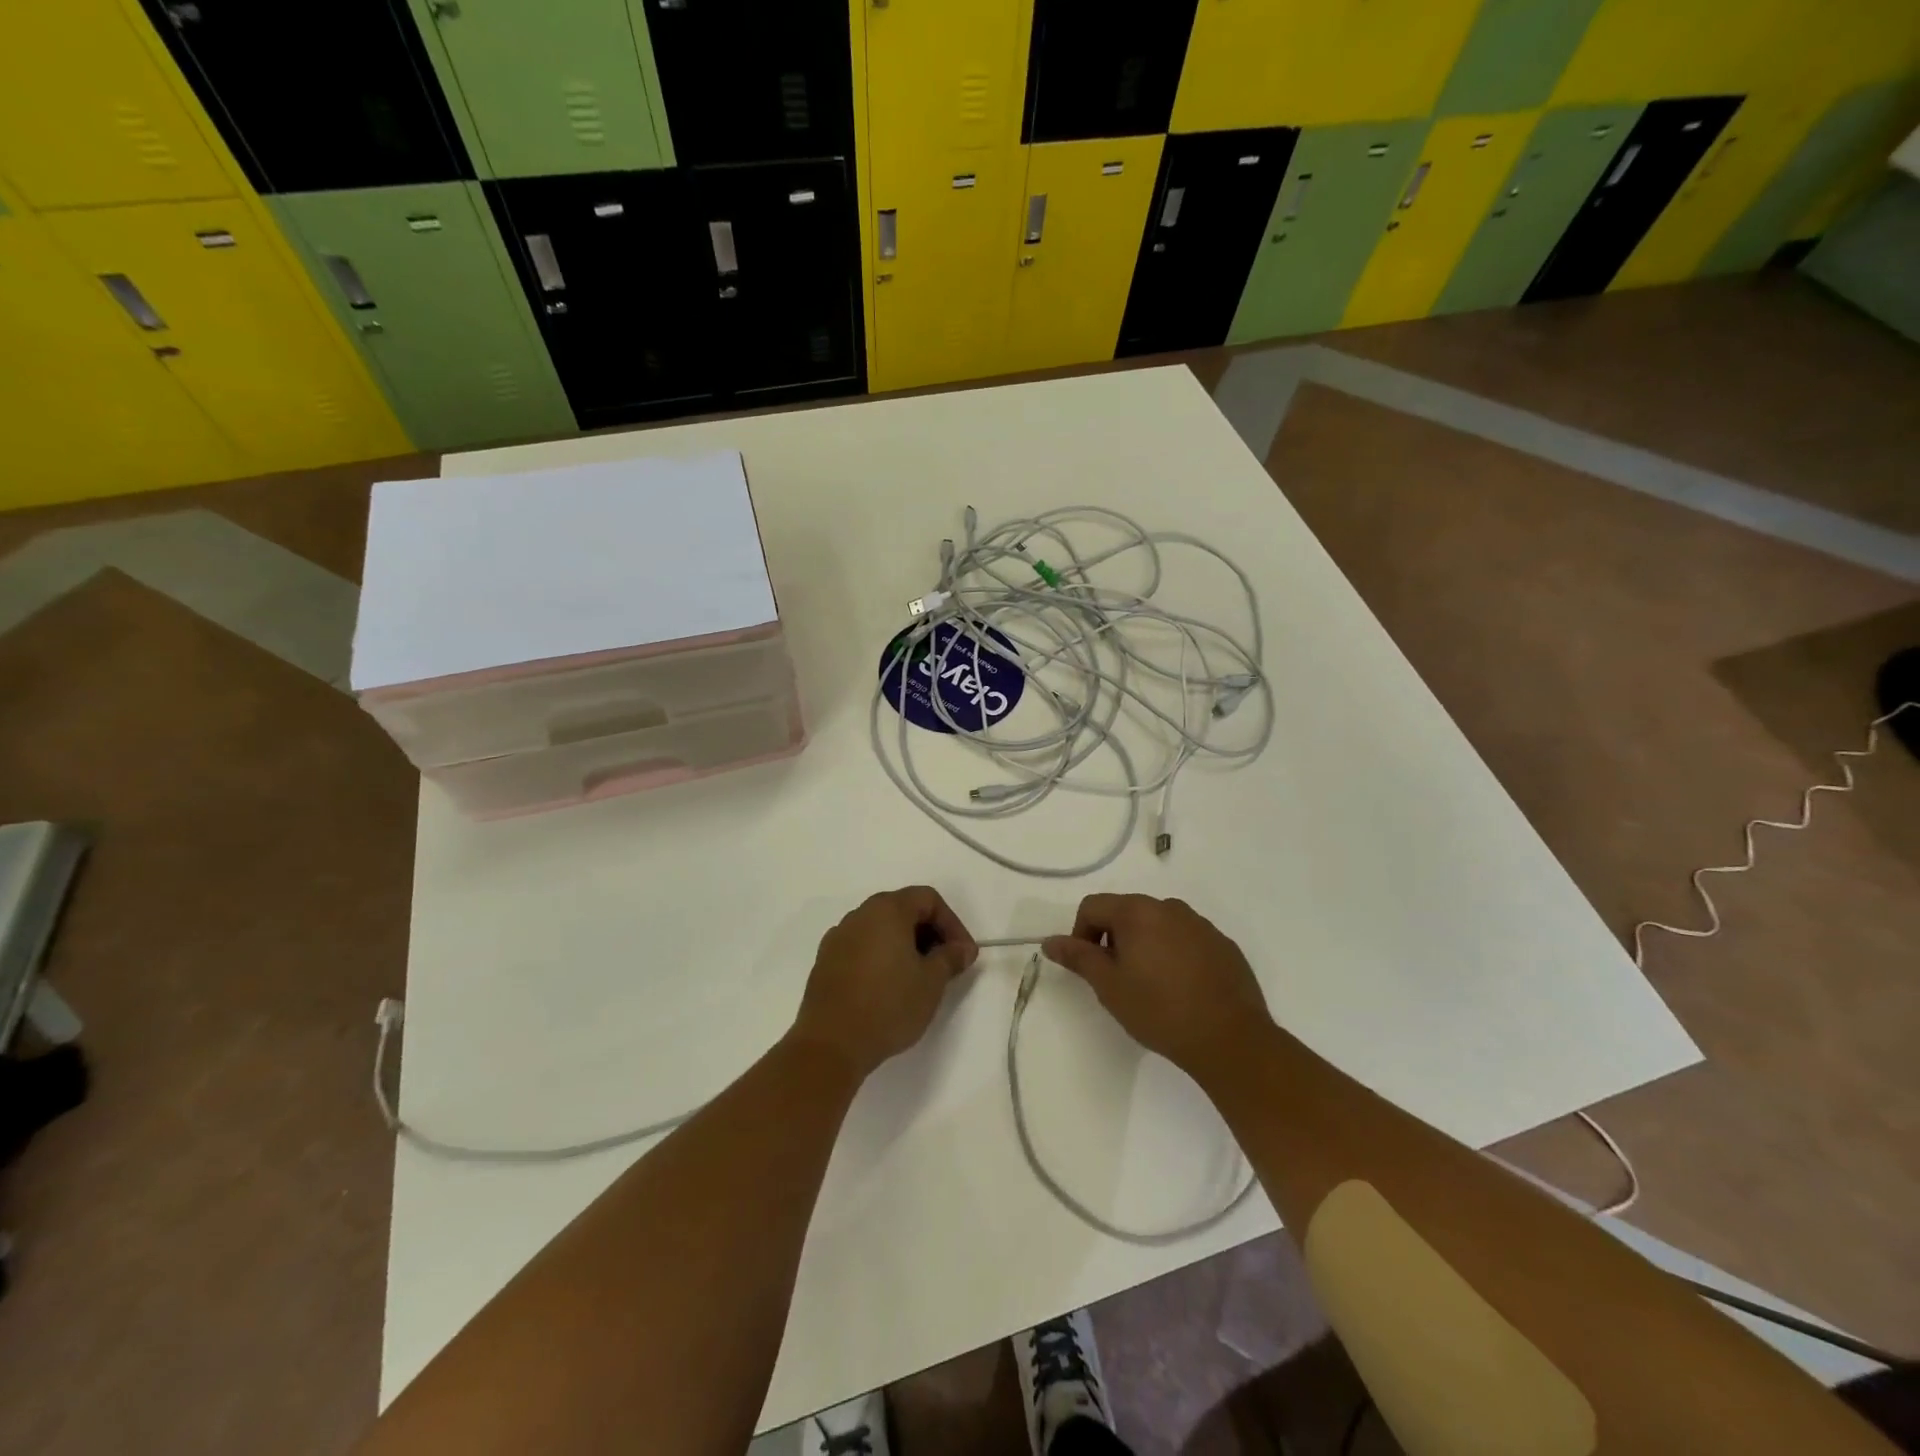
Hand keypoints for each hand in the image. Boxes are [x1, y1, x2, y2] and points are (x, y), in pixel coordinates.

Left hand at [789, 887, 978, 1079]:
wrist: (831, 1043)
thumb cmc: (889, 1005)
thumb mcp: (931, 982)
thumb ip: (950, 957)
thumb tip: (962, 948)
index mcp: (887, 909)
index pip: (928, 899)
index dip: (952, 923)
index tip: (962, 954)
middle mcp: (860, 914)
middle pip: (903, 909)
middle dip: (929, 933)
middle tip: (944, 964)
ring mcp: (838, 937)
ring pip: (880, 929)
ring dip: (904, 945)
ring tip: (918, 978)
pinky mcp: (825, 961)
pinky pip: (861, 947)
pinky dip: (881, 957)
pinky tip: (888, 987)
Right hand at [1043, 895, 1271, 1071]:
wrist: (1230, 1038)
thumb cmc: (1159, 1010)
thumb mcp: (1109, 986)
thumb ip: (1078, 957)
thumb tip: (1050, 941)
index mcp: (1138, 911)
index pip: (1093, 906)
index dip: (1081, 934)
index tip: (1090, 968)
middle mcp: (1169, 907)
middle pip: (1126, 912)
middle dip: (1113, 939)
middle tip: (1117, 980)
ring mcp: (1200, 924)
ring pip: (1158, 925)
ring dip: (1145, 945)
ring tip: (1150, 986)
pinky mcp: (1223, 944)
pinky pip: (1186, 939)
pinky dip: (1174, 954)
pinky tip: (1181, 989)